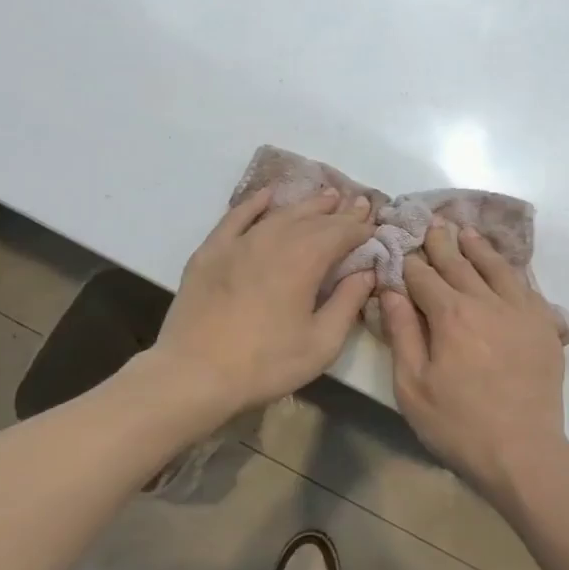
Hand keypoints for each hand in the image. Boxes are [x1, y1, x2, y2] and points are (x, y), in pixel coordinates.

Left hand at [154, 187, 375, 413]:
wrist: (194, 375)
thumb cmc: (265, 364)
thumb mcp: (321, 343)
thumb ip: (347, 303)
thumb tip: (366, 272)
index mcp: (304, 260)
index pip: (340, 233)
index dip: (360, 227)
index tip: (374, 222)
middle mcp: (273, 240)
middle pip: (312, 219)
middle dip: (338, 212)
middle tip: (357, 203)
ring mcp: (238, 243)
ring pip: (279, 215)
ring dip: (306, 205)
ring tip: (326, 196)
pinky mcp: (210, 252)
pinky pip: (236, 217)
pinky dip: (254, 203)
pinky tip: (267, 195)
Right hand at [379, 222, 568, 496]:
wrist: (523, 452)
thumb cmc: (458, 425)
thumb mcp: (413, 386)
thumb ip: (402, 333)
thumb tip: (392, 291)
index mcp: (451, 314)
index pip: (424, 276)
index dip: (409, 262)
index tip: (400, 247)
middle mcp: (487, 301)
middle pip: (460, 263)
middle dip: (441, 243)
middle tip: (432, 224)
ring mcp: (521, 311)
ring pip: (496, 268)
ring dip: (477, 248)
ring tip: (465, 233)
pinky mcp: (544, 325)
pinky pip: (526, 286)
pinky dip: (510, 270)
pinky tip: (505, 267)